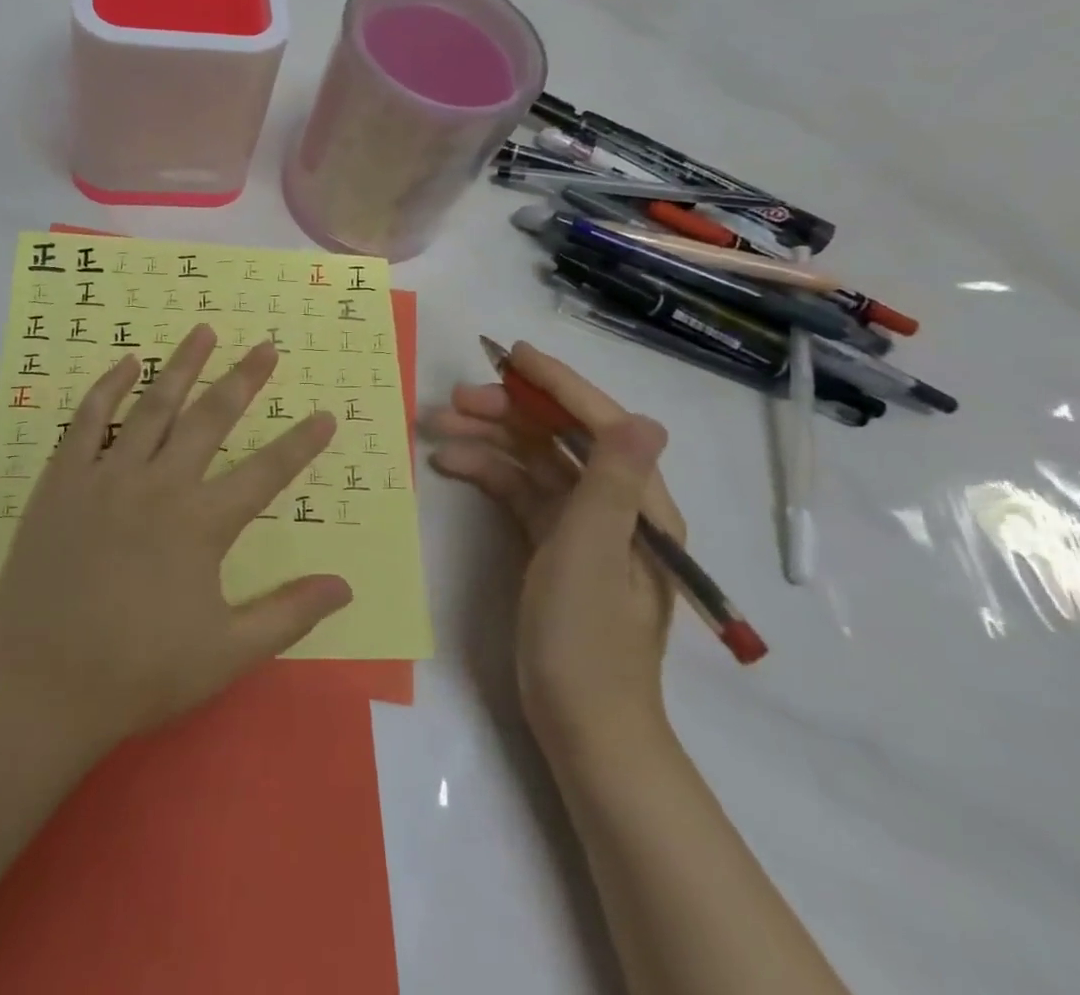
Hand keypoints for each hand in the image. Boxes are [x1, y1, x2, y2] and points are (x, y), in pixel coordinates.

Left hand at [0, 325, 349, 752]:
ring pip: (153, 406)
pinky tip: (126, 363)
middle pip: (210, 419)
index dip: (300, 444)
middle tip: (266, 347)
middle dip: (244, 381)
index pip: (265, 473)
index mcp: (201, 524)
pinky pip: (88, 420)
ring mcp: (107, 476)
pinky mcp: (64, 479)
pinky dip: (108, 387)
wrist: (39, 683)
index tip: (325, 415)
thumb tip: (345, 587)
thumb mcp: (226, 654)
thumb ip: (288, 615)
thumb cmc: (137, 672)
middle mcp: (160, 485)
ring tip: (204, 331)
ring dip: (182, 366)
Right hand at [428, 343, 681, 761]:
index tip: (512, 355)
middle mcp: (615, 504)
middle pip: (558, 437)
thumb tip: (644, 420)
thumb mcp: (591, 554)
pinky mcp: (554, 544)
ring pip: (532, 461)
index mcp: (639, 502)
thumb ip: (611, 484)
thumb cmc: (585, 638)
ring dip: (487, 440)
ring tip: (435, 428)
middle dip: (507, 412)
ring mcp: (582, 525)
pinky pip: (519, 492)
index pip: (598, 423)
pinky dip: (486, 474)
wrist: (581, 724)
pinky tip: (449, 465)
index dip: (557, 384)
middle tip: (453, 401)